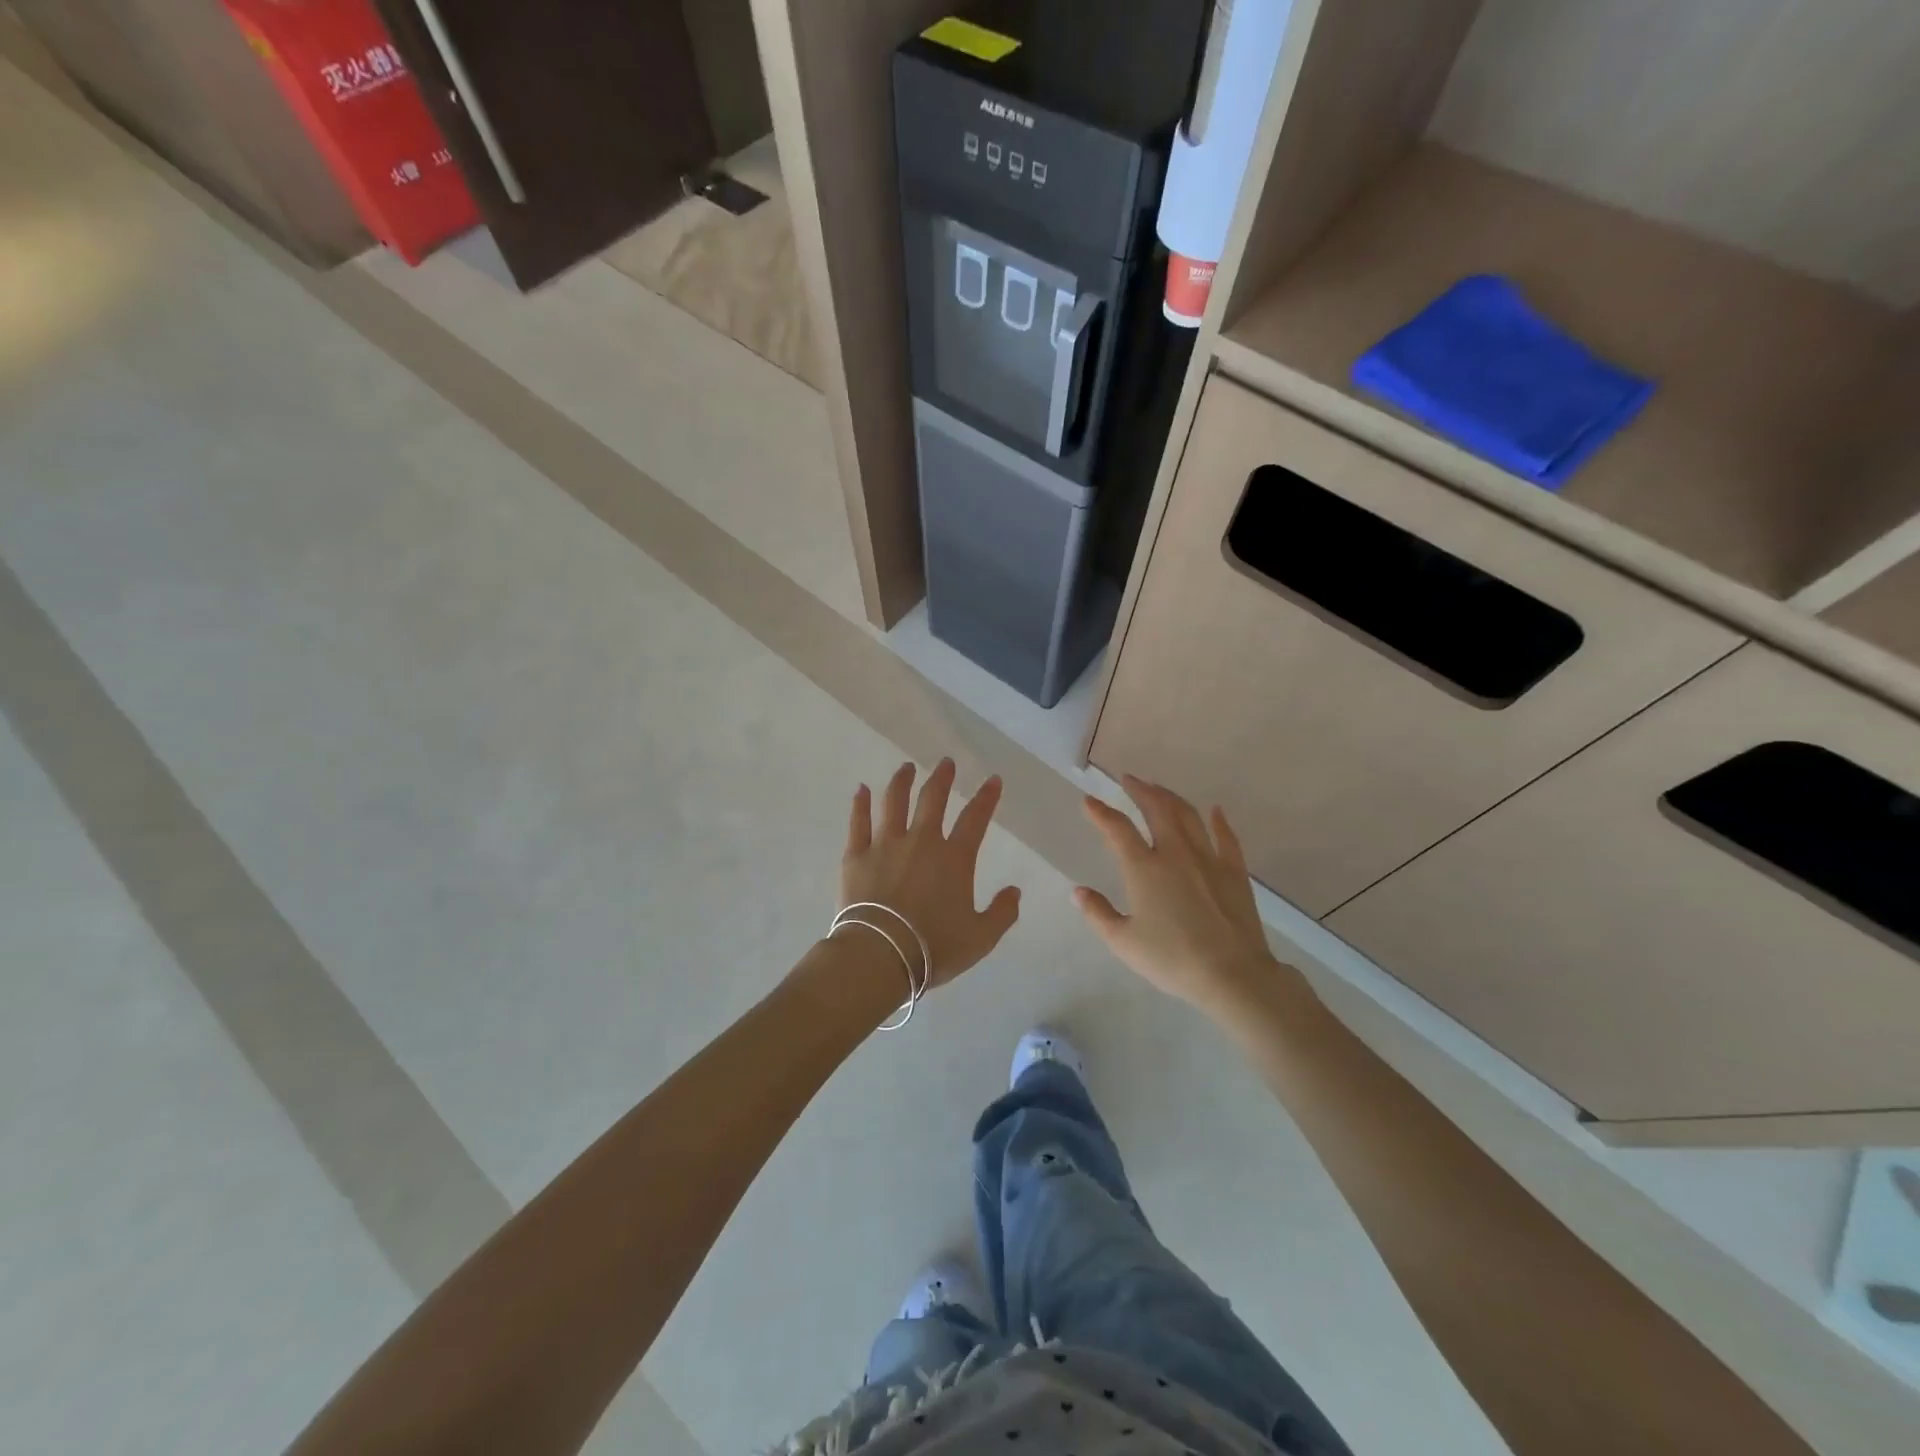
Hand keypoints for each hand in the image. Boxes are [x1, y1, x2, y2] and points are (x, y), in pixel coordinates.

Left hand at [840, 759, 1020, 990]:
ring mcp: (885, 844)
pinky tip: (862, 789)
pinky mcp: (856, 855)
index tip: (992, 779)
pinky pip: (858, 822)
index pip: (975, 818)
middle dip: (942, 778)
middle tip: (946, 763)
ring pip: (894, 802)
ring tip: (906, 768)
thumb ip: (1002, 913)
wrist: (880, 955)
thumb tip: (1014, 891)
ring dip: (902, 781)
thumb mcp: (980, 938)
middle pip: (933, 799)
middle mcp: (921, 841)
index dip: (986, 797)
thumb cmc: (933, 948)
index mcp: (954, 858)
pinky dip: (860, 803)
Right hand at [1075, 776, 1289, 1020]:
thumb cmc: (1172, 959)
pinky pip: (1226, 838)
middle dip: (1140, 790)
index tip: (1089, 800)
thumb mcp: (1123, 942)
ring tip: (1160, 790)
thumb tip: (1078, 892)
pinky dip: (1219, 821)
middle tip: (1129, 780)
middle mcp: (1175, 853)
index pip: (1117, 829)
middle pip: (1157, 809)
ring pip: (1188, 816)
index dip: (1100, 812)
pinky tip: (1215, 811)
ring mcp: (1208, 859)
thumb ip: (1098, 913)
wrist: (1231, 974)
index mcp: (1143, 868)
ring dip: (1171, 798)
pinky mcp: (1234, 871)